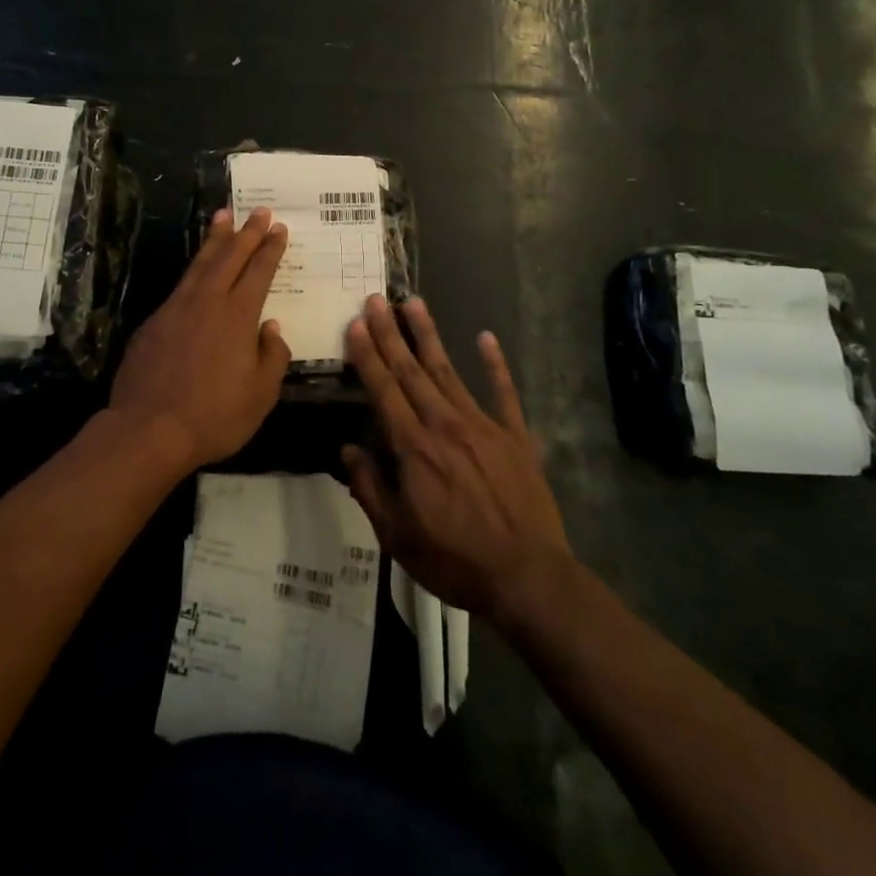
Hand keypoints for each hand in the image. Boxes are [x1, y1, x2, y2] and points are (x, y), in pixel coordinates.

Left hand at [108, 208, 291, 470]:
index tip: (279, 228)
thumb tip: (271, 330)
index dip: (270, 249)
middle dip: (247, 232)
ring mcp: (176, 309)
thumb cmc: (214, 416)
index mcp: (238, 316)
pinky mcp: (153, 322)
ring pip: (200, 264)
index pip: (259, 272)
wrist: (149, 429)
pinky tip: (197, 269)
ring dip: (214, 239)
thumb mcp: (260, 395)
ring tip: (222, 216)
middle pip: (230, 257)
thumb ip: (271, 357)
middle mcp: (208, 302)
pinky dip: (193, 268)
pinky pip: (180, 285)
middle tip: (258, 211)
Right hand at [340, 296, 573, 623]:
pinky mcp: (515, 436)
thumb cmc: (454, 560)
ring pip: (449, 371)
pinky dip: (495, 364)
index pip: (384, 390)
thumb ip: (370, 489)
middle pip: (412, 370)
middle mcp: (445, 425)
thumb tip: (348, 452)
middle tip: (377, 298)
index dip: (367, 355)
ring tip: (414, 302)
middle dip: (390, 333)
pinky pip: (504, 393)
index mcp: (414, 448)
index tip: (355, 323)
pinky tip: (486, 337)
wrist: (527, 577)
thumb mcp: (397, 537)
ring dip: (429, 336)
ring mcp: (483, 426)